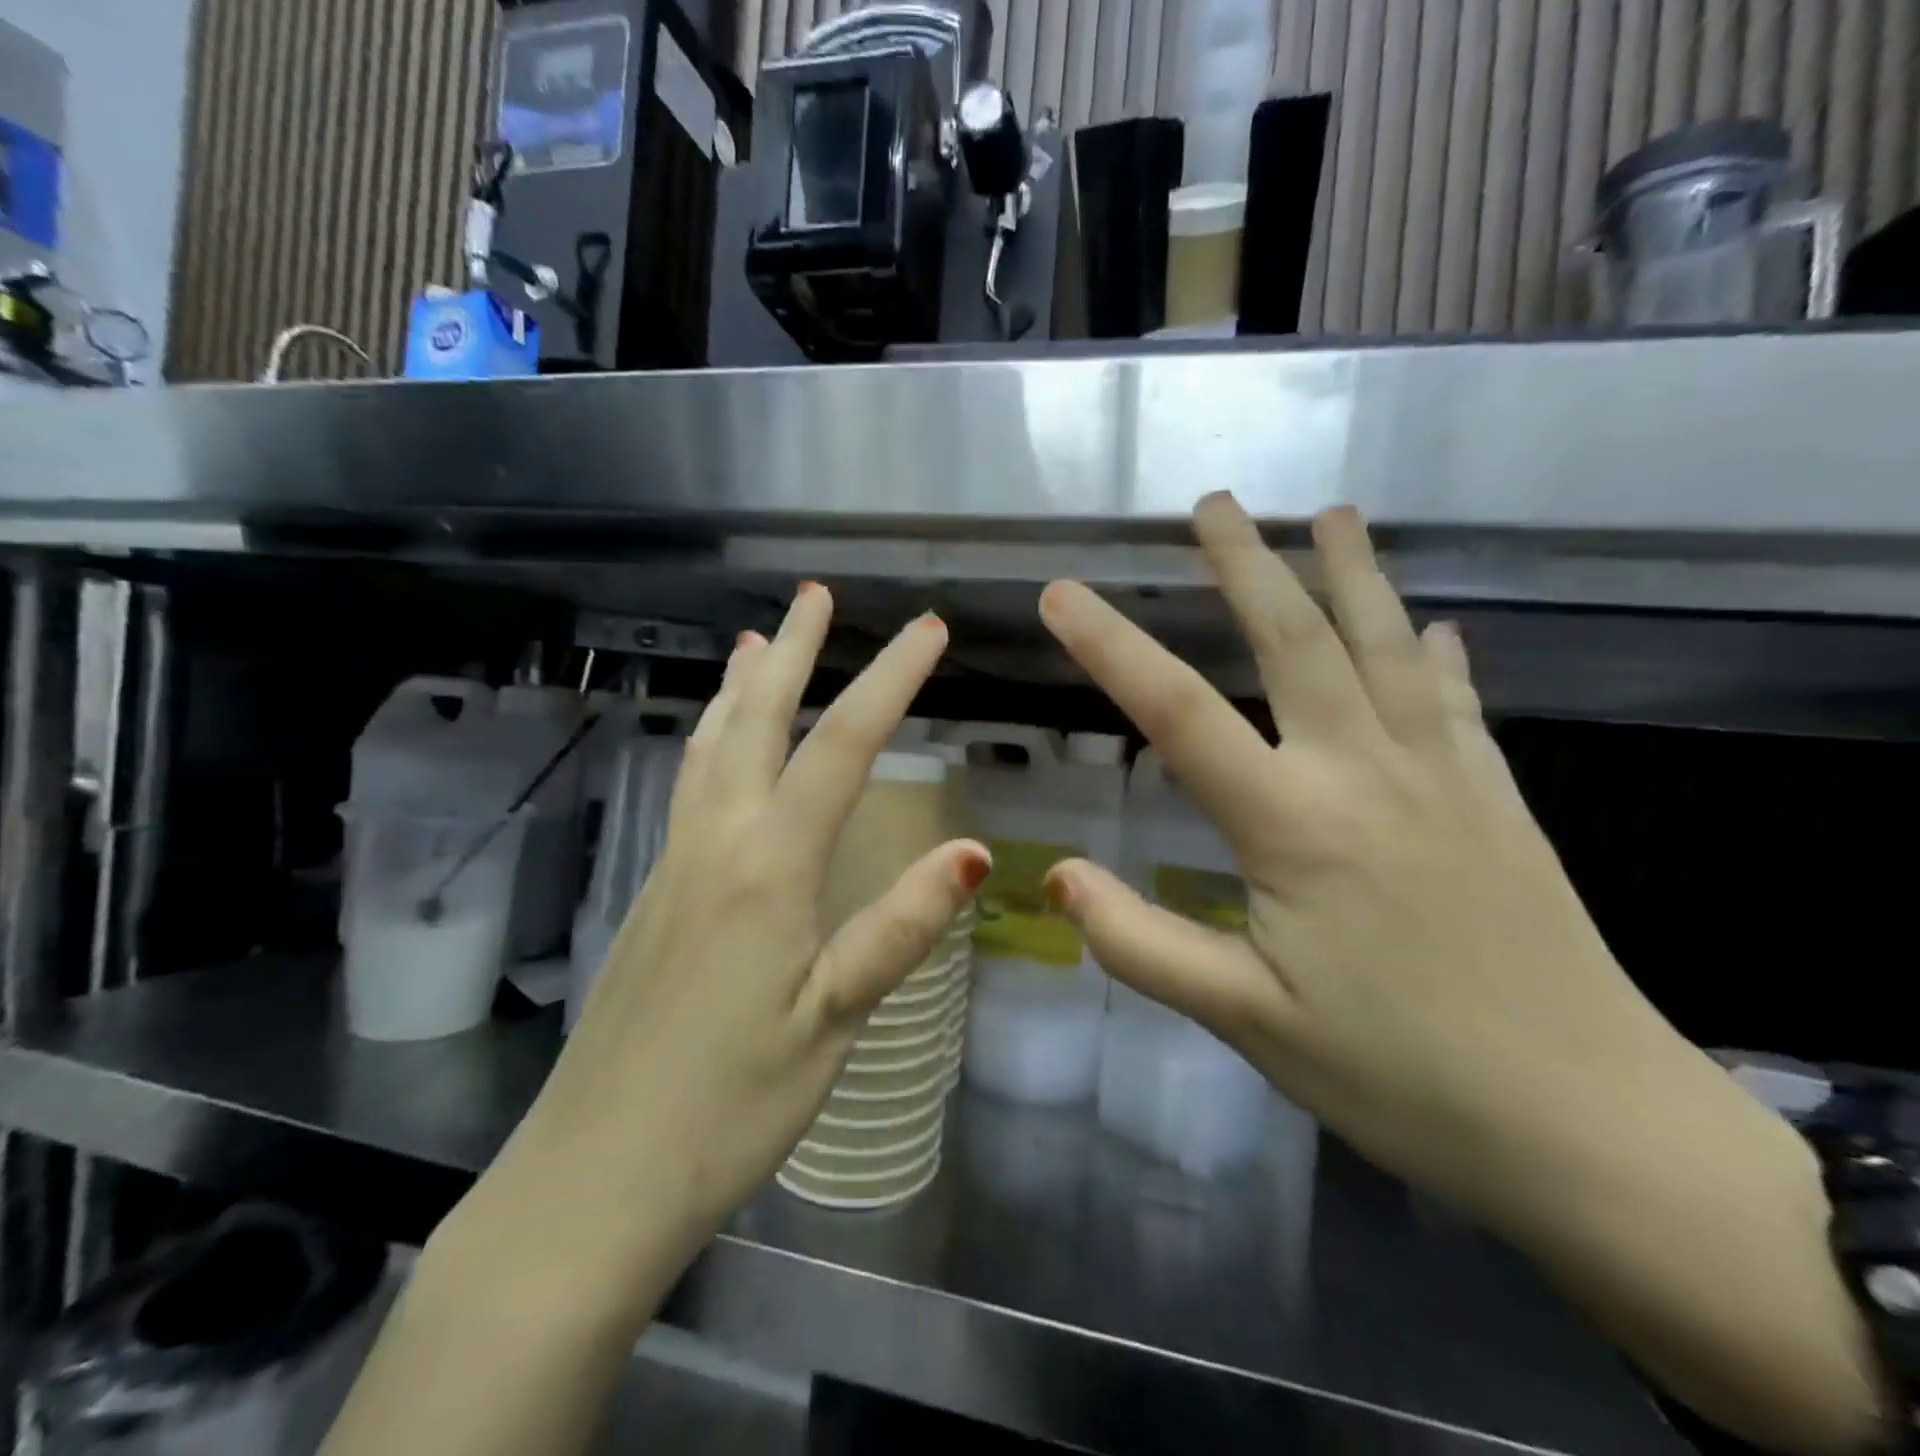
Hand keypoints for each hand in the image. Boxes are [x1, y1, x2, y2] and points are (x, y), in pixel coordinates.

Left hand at [455, 586, 987, 1280]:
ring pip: (710, 747)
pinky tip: (717, 743)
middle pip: (757, 722)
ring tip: (756, 640)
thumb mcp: (832, 1021)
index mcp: (768, 868)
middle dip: (794, 652)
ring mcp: (674, 865)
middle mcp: (716, 844)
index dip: (890, 681)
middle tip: (816, 595)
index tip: (928, 630)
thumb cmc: (728, 1107)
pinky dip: (711, 737)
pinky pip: (689, 786)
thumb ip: (898, 929)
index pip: (842, 748)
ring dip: (741, 686)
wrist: (593, 1179)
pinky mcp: (653, 894)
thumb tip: (971, 850)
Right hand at [1037, 495, 1694, 1224]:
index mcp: (1293, 824)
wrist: (1590, 1127)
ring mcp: (1444, 778)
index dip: (1111, 646)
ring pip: (1388, 648)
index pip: (1178, 713)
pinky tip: (1438, 625)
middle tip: (1214, 503)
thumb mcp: (1247, 1021)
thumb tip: (1054, 877)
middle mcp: (1366, 773)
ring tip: (1335, 515)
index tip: (1062, 592)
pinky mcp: (1498, 801)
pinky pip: (1460, 703)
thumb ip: (1142, 945)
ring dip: (1355, 575)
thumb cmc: (1397, 1074)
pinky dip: (1440, 654)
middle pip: (1296, 642)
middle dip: (1248, 564)